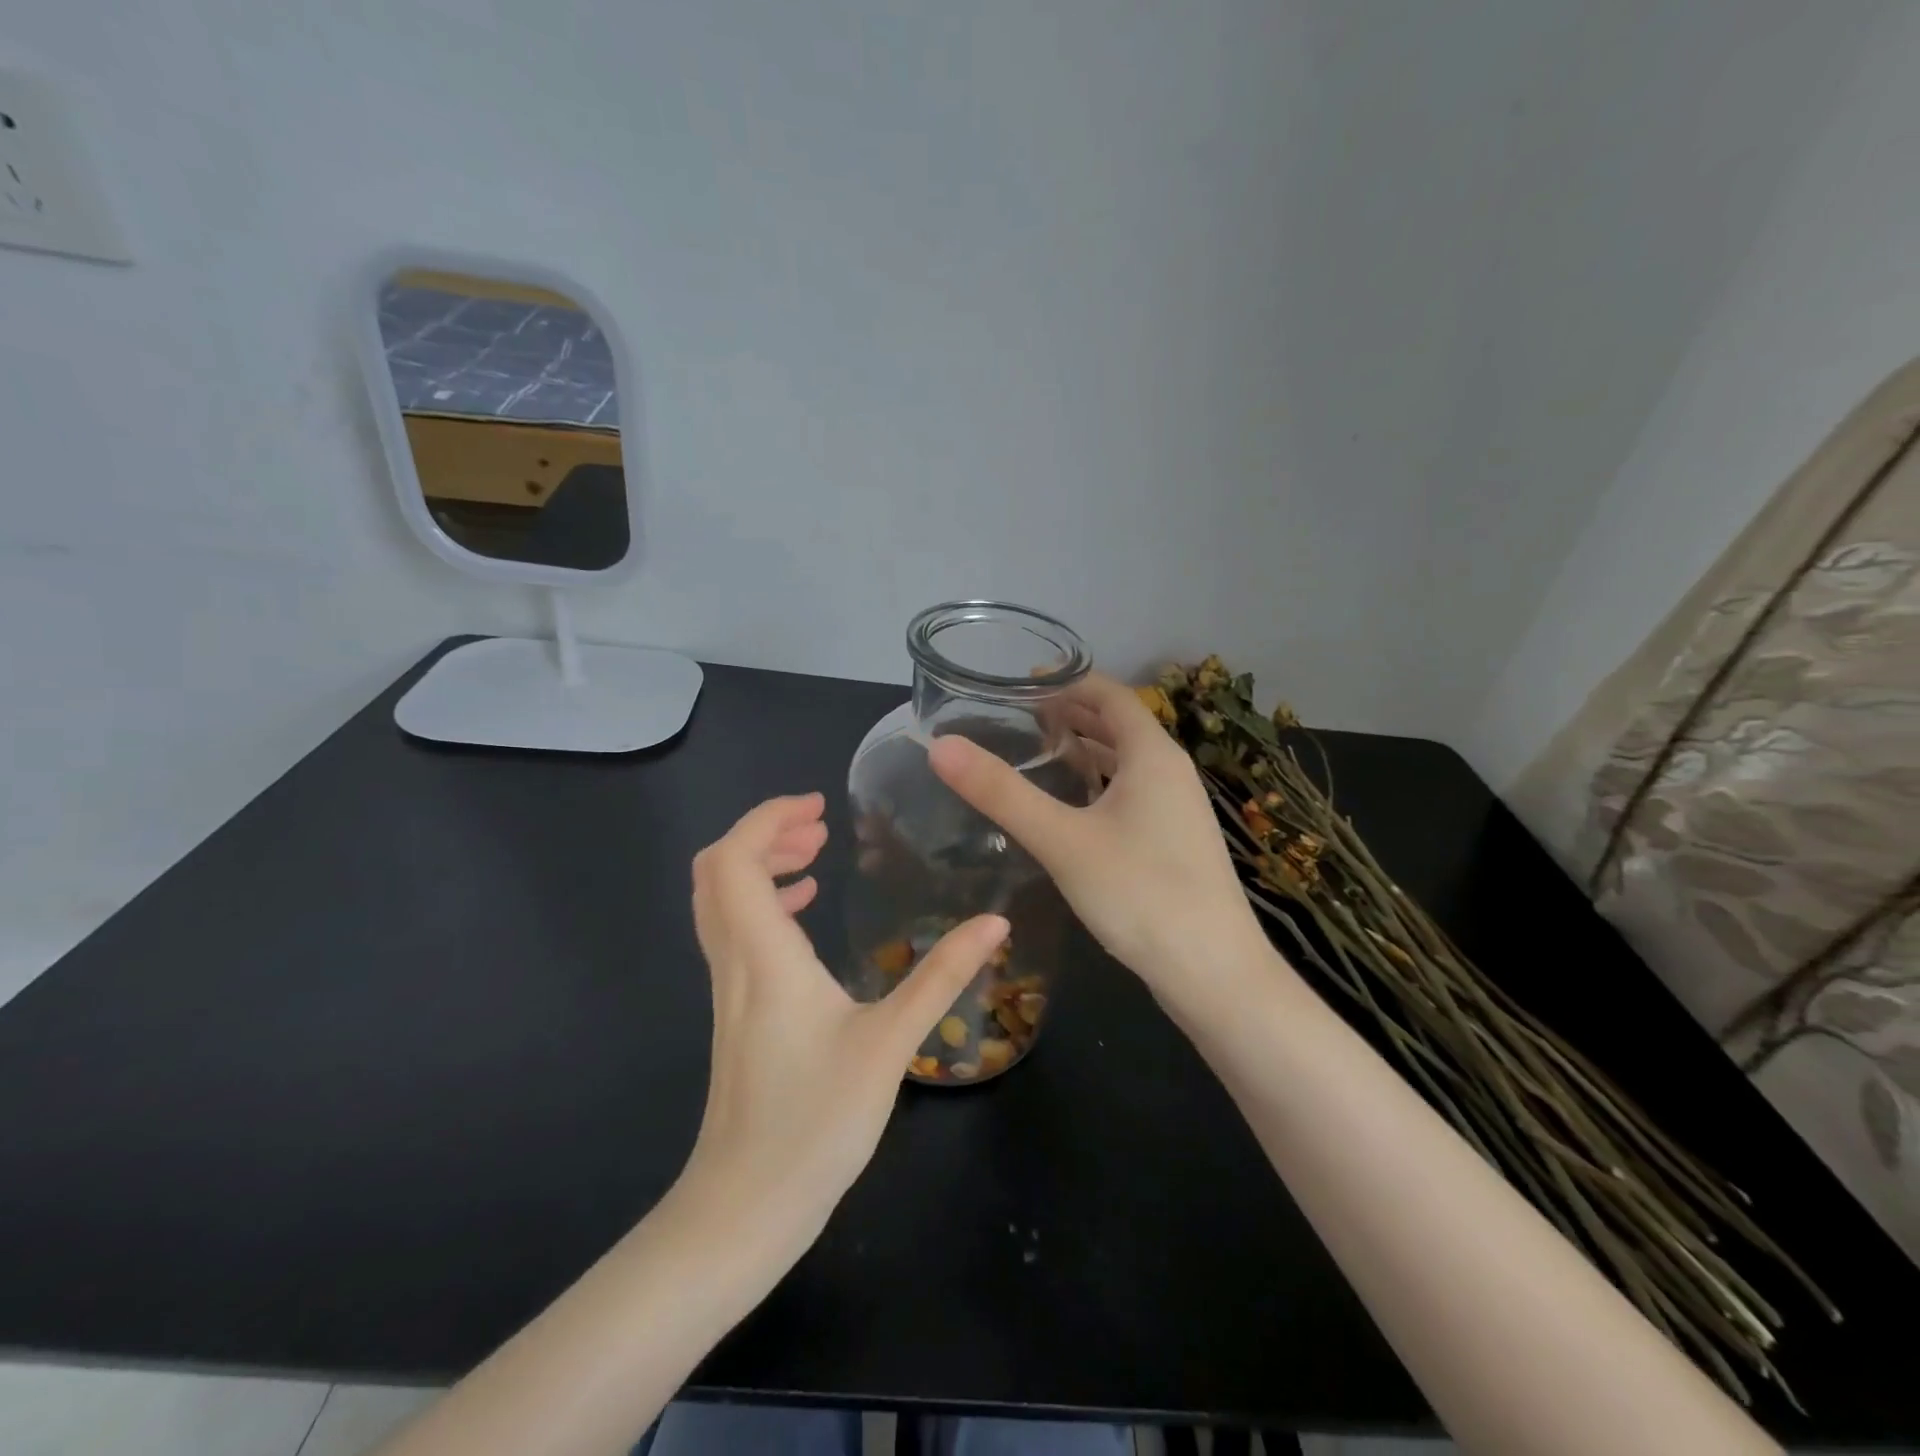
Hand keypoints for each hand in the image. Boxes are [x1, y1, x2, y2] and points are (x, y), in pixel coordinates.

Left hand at [680, 793, 1008, 1254]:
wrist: (743, 1210)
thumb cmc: (814, 1123)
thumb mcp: (890, 1043)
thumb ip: (941, 977)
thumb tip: (994, 923)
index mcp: (764, 955)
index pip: (733, 859)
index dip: (767, 819)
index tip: (818, 807)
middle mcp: (735, 962)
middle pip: (718, 871)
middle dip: (765, 834)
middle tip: (820, 827)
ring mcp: (728, 990)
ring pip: (722, 902)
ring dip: (761, 865)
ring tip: (815, 856)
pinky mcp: (734, 1013)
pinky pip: (735, 932)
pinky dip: (763, 903)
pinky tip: (804, 918)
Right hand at [928, 675, 1272, 1017]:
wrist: (1213, 973)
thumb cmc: (1140, 894)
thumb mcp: (1062, 840)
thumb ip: (1001, 792)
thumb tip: (940, 745)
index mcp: (1152, 755)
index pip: (1109, 693)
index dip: (1066, 681)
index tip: (1018, 683)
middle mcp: (1170, 772)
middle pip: (1117, 725)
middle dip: (1070, 715)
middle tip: (1016, 718)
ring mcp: (1176, 810)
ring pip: (1124, 763)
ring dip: (1084, 751)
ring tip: (1035, 753)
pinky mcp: (1173, 843)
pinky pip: (1130, 795)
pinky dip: (1097, 786)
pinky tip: (1069, 809)